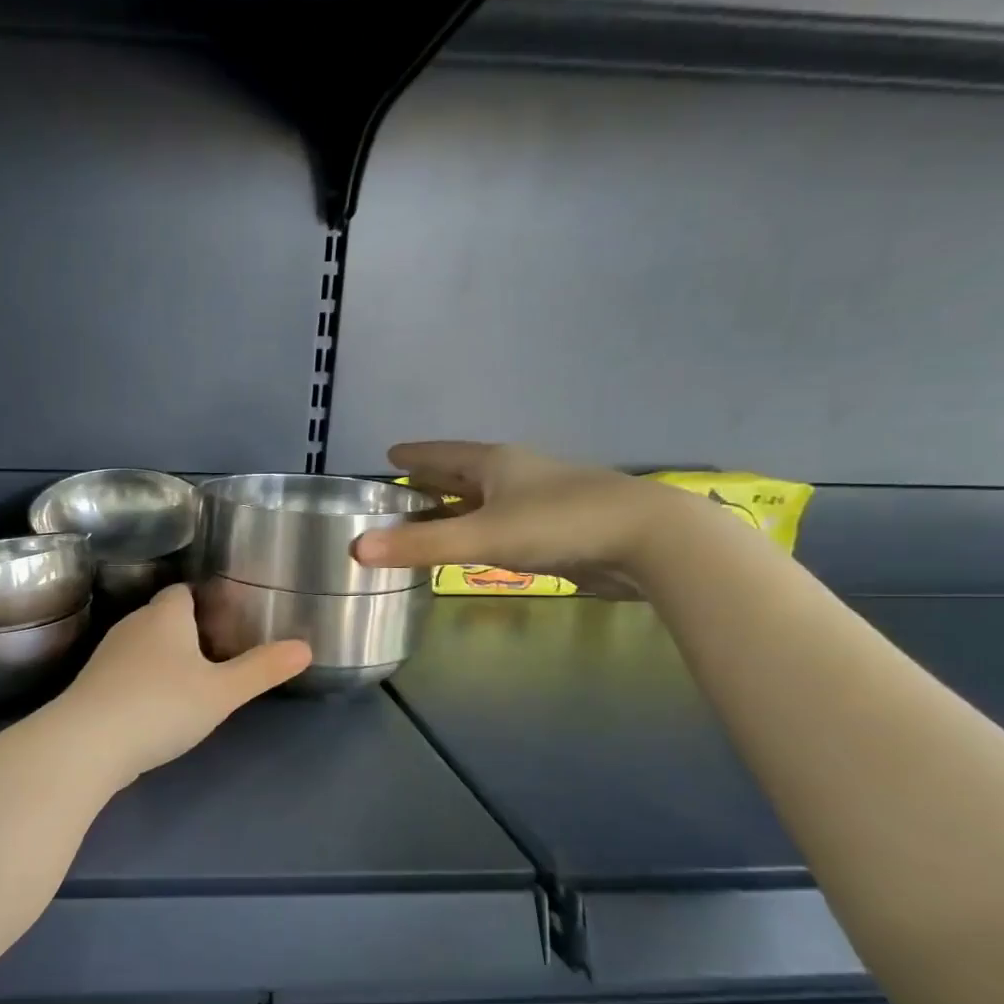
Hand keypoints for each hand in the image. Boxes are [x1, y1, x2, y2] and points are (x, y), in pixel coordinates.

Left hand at [52, 584, 311, 780]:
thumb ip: (262, 669)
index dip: (205, 601)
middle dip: (188, 631)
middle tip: (219, 655)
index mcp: (165, 615)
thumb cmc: (162, 706)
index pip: (183, 591)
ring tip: (192, 681)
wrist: (88, 742)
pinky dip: (144, 681)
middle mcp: (133, 624)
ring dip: (164, 658)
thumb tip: (305, 647)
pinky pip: (127, 672)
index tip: (227, 620)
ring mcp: (108, 654)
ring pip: (143, 645)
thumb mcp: (222, 692)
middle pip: (163, 617)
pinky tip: (157, 706)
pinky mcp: (93, 683)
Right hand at [353, 441, 698, 597]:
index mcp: (496, 463)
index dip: (415, 455)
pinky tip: (474, 543)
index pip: (443, 453)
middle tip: (400, 488)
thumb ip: (418, 545)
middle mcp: (516, 475)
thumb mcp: (481, 536)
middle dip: (432, 480)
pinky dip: (479, 530)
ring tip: (427, 517)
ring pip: (485, 500)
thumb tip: (354, 549)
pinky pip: (503, 524)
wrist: (650, 541)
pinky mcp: (558, 529)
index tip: (390, 454)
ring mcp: (540, 501)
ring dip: (456, 507)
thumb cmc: (559, 524)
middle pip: (463, 474)